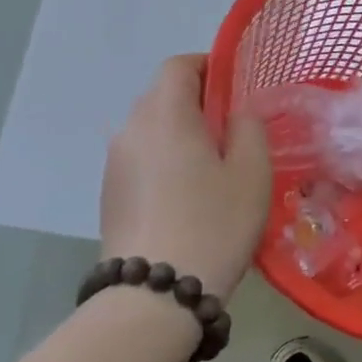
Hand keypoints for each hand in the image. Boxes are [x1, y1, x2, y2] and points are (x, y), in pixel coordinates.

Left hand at [100, 55, 270, 296]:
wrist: (154, 296)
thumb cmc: (213, 224)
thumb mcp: (251, 172)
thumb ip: (249, 128)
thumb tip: (236, 113)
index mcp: (165, 115)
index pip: (178, 65)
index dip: (207, 66)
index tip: (234, 87)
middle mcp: (131, 129)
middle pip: (162, 95)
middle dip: (197, 101)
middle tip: (231, 130)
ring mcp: (114, 163)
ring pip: (150, 128)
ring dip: (180, 132)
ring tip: (211, 166)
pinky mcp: (109, 193)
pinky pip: (141, 157)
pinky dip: (164, 159)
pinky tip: (186, 194)